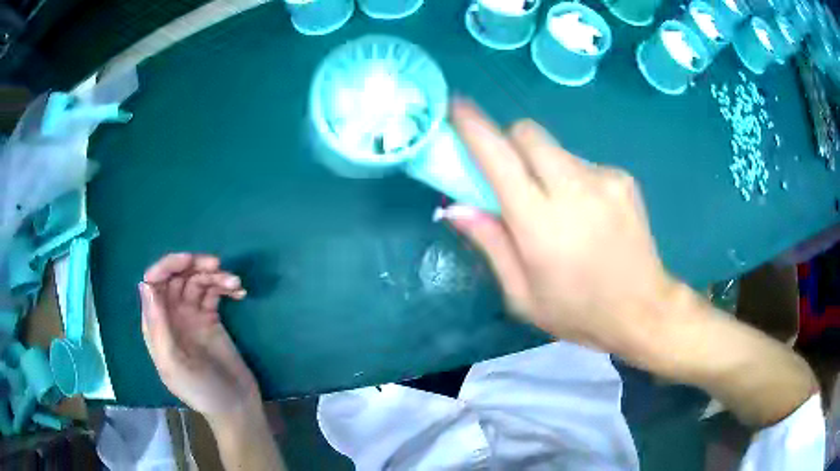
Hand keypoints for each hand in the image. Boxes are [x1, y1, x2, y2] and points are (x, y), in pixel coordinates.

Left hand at [139, 253, 259, 422]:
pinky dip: (225, 287)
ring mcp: (192, 316)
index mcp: (157, 325)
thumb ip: (158, 328)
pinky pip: (214, 293)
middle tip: (216, 265)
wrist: (236, 408)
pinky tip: (239, 292)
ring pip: (197, 282)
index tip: (189, 261)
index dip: (167, 267)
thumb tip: (145, 285)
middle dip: (194, 266)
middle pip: (176, 277)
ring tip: (234, 282)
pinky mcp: (212, 319)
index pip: (153, 284)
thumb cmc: (201, 391)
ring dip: (214, 276)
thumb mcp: (173, 364)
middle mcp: (172, 316)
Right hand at [443, 100, 679, 353]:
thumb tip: (456, 208)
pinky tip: (586, 213)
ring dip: (541, 165)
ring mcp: (603, 178)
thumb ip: (490, 244)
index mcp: (541, 224)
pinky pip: (582, 163)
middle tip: (508, 173)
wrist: (643, 309)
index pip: (499, 157)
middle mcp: (573, 189)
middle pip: (527, 133)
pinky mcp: (622, 178)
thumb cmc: (577, 311)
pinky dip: (571, 178)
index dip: (473, 127)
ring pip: (555, 148)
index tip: (455, 106)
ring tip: (556, 207)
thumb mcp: (521, 295)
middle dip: (508, 141)